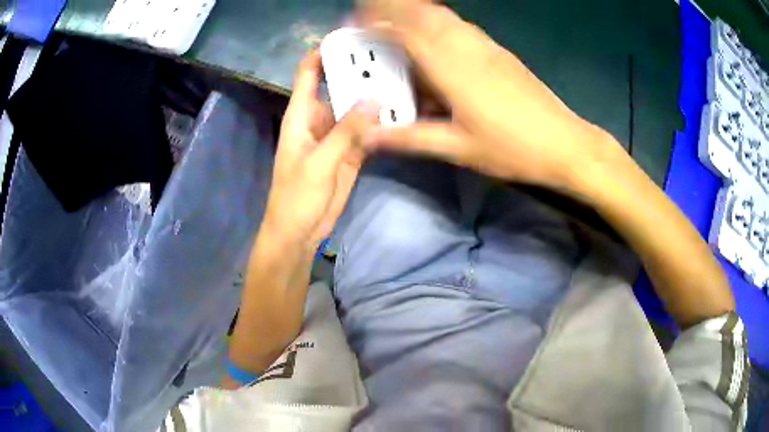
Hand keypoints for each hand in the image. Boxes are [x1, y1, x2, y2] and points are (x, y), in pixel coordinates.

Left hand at [263, 50, 379, 252]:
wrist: (299, 231)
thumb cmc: (297, 195)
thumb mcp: (320, 162)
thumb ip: (346, 131)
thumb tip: (374, 99)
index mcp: (302, 115)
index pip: (309, 74)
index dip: (322, 53)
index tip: (348, 39)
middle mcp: (319, 119)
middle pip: (339, 88)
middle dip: (360, 74)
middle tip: (391, 59)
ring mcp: (336, 136)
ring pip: (356, 110)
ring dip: (374, 99)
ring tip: (402, 81)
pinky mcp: (349, 153)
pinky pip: (366, 132)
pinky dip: (380, 124)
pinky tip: (399, 114)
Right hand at [360, 0, 621, 197]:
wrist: (564, 143)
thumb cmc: (512, 148)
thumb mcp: (457, 148)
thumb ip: (410, 138)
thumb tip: (368, 137)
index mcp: (451, 67)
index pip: (406, 29)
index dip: (378, 19)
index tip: (355, 19)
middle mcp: (467, 46)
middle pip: (424, 12)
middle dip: (394, 7)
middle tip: (370, 17)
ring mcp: (486, 46)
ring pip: (444, 16)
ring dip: (416, 13)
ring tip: (396, 26)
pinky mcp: (499, 52)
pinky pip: (460, 27)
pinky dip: (438, 24)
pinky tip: (434, 41)